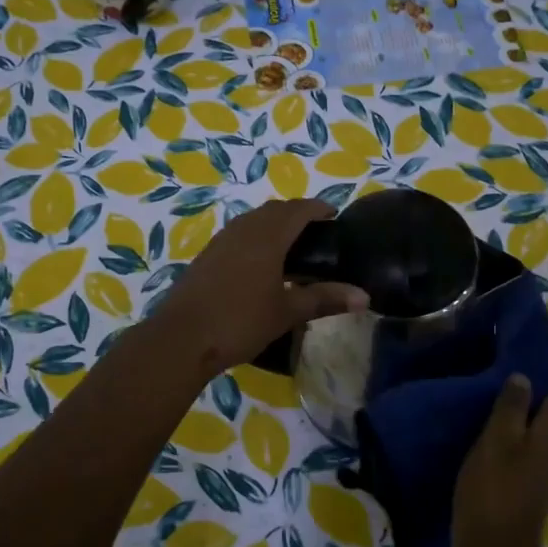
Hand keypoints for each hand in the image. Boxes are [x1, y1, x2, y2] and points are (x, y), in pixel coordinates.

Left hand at [151, 199, 366, 373]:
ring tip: (291, 246)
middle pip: (275, 210)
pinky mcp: (206, 256)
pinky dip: (256, 237)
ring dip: (274, 224)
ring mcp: (221, 241)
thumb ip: (325, 299)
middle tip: (316, 232)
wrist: (182, 338)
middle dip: (297, 214)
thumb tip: (365, 297)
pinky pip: (238, 234)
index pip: (298, 209)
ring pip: (253, 220)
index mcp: (267, 236)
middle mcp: (243, 229)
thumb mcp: (288, 312)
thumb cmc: (241, 321)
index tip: (334, 215)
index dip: (318, 208)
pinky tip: (260, 264)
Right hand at [452, 374, 547, 546]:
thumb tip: (524, 376)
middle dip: (523, 390)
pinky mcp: (523, 486)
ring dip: (512, 414)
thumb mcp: (496, 442)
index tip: (509, 358)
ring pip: (531, 430)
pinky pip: (520, 449)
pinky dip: (504, 436)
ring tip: (480, 400)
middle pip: (546, 410)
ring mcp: (539, 471)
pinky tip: (478, 434)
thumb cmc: (494, 492)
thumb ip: (510, 407)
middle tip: (489, 375)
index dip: (539, 372)